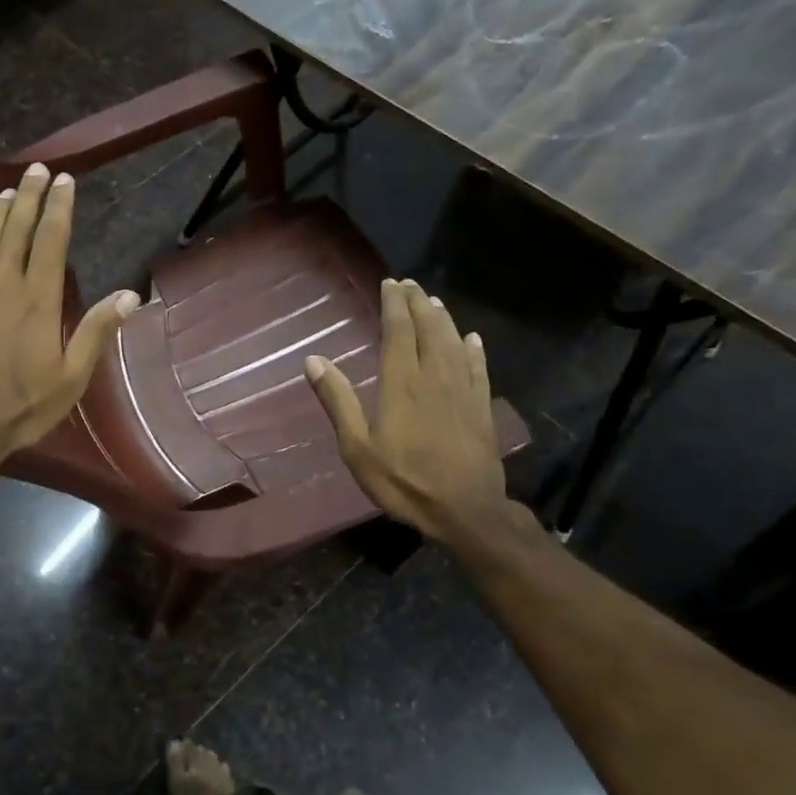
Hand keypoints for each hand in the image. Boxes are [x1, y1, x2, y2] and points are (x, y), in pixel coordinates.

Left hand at [0, 163, 138, 474]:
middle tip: (37, 171)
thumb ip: (96, 331)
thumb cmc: (22, 406)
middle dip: (29, 197)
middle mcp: (1, 285)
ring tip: (8, 191)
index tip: (64, 181)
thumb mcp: (71, 377)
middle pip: (16, 230)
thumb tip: (130, 295)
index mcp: (37, 299)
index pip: (51, 240)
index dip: (59, 207)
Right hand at [305, 278, 514, 551]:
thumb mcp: (358, 448)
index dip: (394, 304)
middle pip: (428, 328)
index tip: (389, 284)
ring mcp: (464, 390)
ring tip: (433, 301)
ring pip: (454, 342)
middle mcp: (435, 376)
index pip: (399, 330)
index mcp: (402, 383)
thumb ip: (338, 401)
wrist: (466, 510)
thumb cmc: (404, 481)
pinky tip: (472, 339)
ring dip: (443, 319)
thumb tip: (313, 360)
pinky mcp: (482, 407)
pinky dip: (474, 349)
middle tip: (409, 284)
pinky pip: (479, 368)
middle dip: (418, 303)